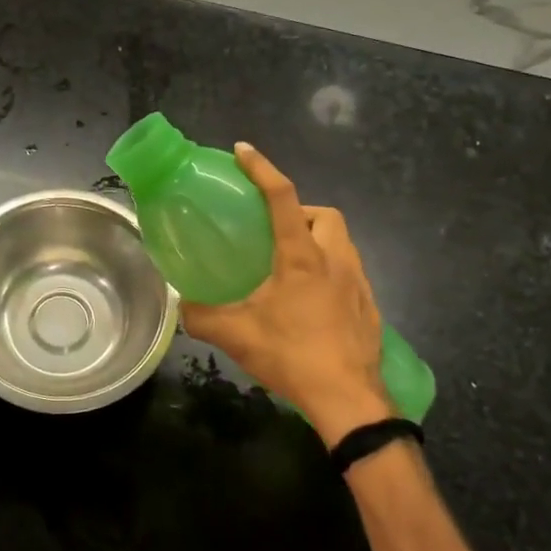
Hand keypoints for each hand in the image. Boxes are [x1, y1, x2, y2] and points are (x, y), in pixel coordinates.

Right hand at [179, 144, 393, 448]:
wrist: (349, 399)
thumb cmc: (293, 356)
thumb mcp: (237, 335)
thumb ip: (202, 316)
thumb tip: (181, 305)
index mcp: (302, 256)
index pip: (282, 197)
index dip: (261, 168)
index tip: (243, 151)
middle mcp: (335, 260)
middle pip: (324, 214)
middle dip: (300, 211)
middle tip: (274, 232)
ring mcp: (358, 283)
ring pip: (341, 241)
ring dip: (317, 240)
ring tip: (290, 266)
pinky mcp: (369, 307)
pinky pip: (350, 271)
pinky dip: (330, 271)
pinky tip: (311, 301)